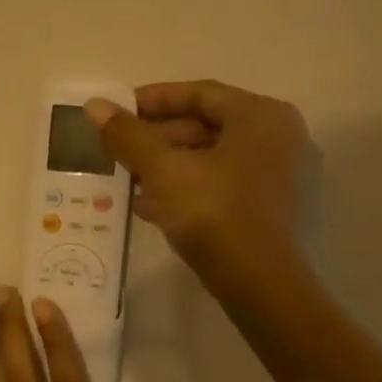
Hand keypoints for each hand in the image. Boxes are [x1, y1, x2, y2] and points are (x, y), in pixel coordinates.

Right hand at [86, 80, 321, 287]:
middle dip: (159, 138)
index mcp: (262, 116)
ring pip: (216, 160)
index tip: (118, 111)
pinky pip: (228, 186)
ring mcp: (287, 177)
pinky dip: (191, 188)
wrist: (265, 287)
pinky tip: (154, 207)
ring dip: (171, 166)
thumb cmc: (215, 214)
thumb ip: (128, 135)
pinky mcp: (280, 212)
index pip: (200, 93)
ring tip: (129, 179)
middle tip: (120, 149)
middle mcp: (283, 138)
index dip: (153, 99)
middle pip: (209, 126)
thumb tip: (94, 104)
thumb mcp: (163, 171)